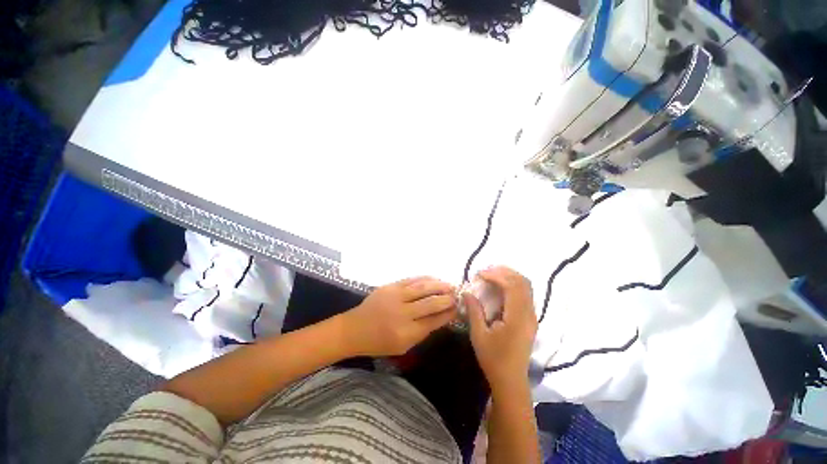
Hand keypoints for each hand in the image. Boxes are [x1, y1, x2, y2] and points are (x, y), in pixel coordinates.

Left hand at [342, 277, 457, 356]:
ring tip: (450, 285)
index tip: (458, 308)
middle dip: (447, 299)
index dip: (448, 314)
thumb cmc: (380, 342)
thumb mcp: (403, 346)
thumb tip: (441, 317)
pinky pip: (412, 280)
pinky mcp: (390, 286)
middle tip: (457, 296)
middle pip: (431, 303)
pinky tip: (434, 278)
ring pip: (423, 288)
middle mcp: (402, 314)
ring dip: (439, 285)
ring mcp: (395, 297)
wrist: (355, 329)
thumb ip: (423, 332)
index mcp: (406, 333)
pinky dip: (425, 278)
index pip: (434, 321)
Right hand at [465, 267, 537, 394]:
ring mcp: (532, 316)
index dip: (496, 275)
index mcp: (517, 318)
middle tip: (485, 272)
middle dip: (503, 272)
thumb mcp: (478, 335)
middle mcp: (529, 314)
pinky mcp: (530, 318)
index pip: (512, 286)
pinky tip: (499, 287)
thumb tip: (467, 291)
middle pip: (522, 282)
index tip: (479, 274)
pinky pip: (525, 294)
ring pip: (526, 286)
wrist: (511, 380)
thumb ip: (474, 310)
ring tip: (491, 276)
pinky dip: (512, 284)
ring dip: (509, 276)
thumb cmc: (493, 358)